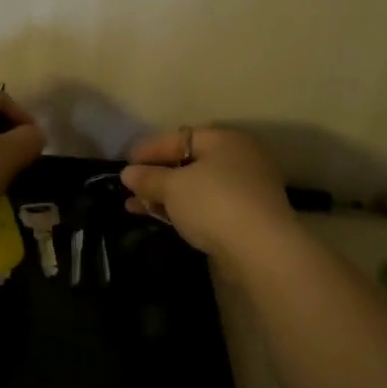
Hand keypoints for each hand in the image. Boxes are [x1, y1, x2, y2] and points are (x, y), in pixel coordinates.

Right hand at [120, 128, 296, 258]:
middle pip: (188, 162)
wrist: (261, 251)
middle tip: (130, 186)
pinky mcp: (245, 217)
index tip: (125, 162)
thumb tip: (127, 173)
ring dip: (165, 195)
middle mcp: (239, 159)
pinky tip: (159, 217)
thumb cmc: (214, 204)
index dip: (150, 149)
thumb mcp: (173, 186)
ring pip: (196, 187)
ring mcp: (245, 190)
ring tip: (133, 206)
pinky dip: (182, 209)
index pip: (180, 137)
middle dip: (156, 175)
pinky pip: (206, 206)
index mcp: (225, 141)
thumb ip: (148, 177)